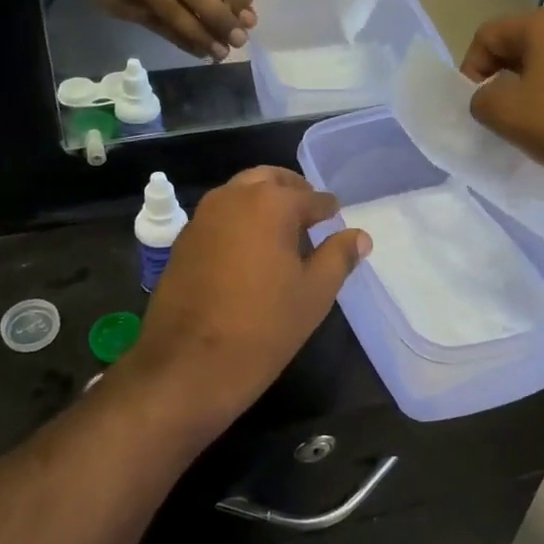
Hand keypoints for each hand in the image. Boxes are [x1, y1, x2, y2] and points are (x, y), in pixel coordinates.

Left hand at [131, 168, 370, 434]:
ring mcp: (202, 216)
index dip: (328, 210)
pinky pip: (219, 217)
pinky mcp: (183, 240)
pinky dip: (238, 221)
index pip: (311, 197)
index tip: (336, 222)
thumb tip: (360, 236)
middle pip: (269, 180)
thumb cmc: (264, 326)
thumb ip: (339, 257)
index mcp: (271, 202)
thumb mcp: (314, 293)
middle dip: (292, 193)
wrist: (189, 364)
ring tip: (282, 237)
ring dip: (262, 203)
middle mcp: (233, 197)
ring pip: (239, 194)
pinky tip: (249, 254)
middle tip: (310, 218)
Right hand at [463, 7, 543, 206]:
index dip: (470, 69)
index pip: (487, 35)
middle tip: (498, 119)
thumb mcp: (507, 113)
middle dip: (500, 82)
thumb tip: (489, 96)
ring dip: (529, 95)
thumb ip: (481, 98)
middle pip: (518, 48)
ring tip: (529, 130)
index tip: (476, 106)